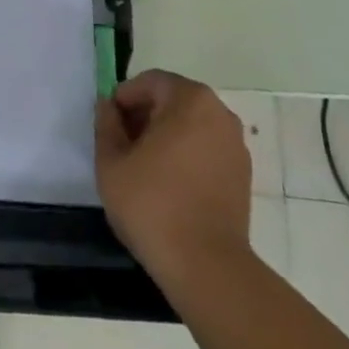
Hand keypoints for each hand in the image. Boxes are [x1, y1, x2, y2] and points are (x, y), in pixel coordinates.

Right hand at [95, 71, 252, 289]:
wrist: (206, 266)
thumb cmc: (152, 204)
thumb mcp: (111, 160)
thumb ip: (106, 124)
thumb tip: (108, 106)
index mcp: (190, 100)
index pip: (150, 82)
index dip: (124, 98)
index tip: (109, 125)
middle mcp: (219, 114)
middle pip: (173, 100)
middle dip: (144, 115)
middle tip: (121, 144)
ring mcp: (236, 146)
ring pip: (190, 125)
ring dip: (165, 136)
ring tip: (143, 166)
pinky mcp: (242, 175)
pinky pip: (206, 149)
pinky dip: (185, 155)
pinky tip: (168, 184)